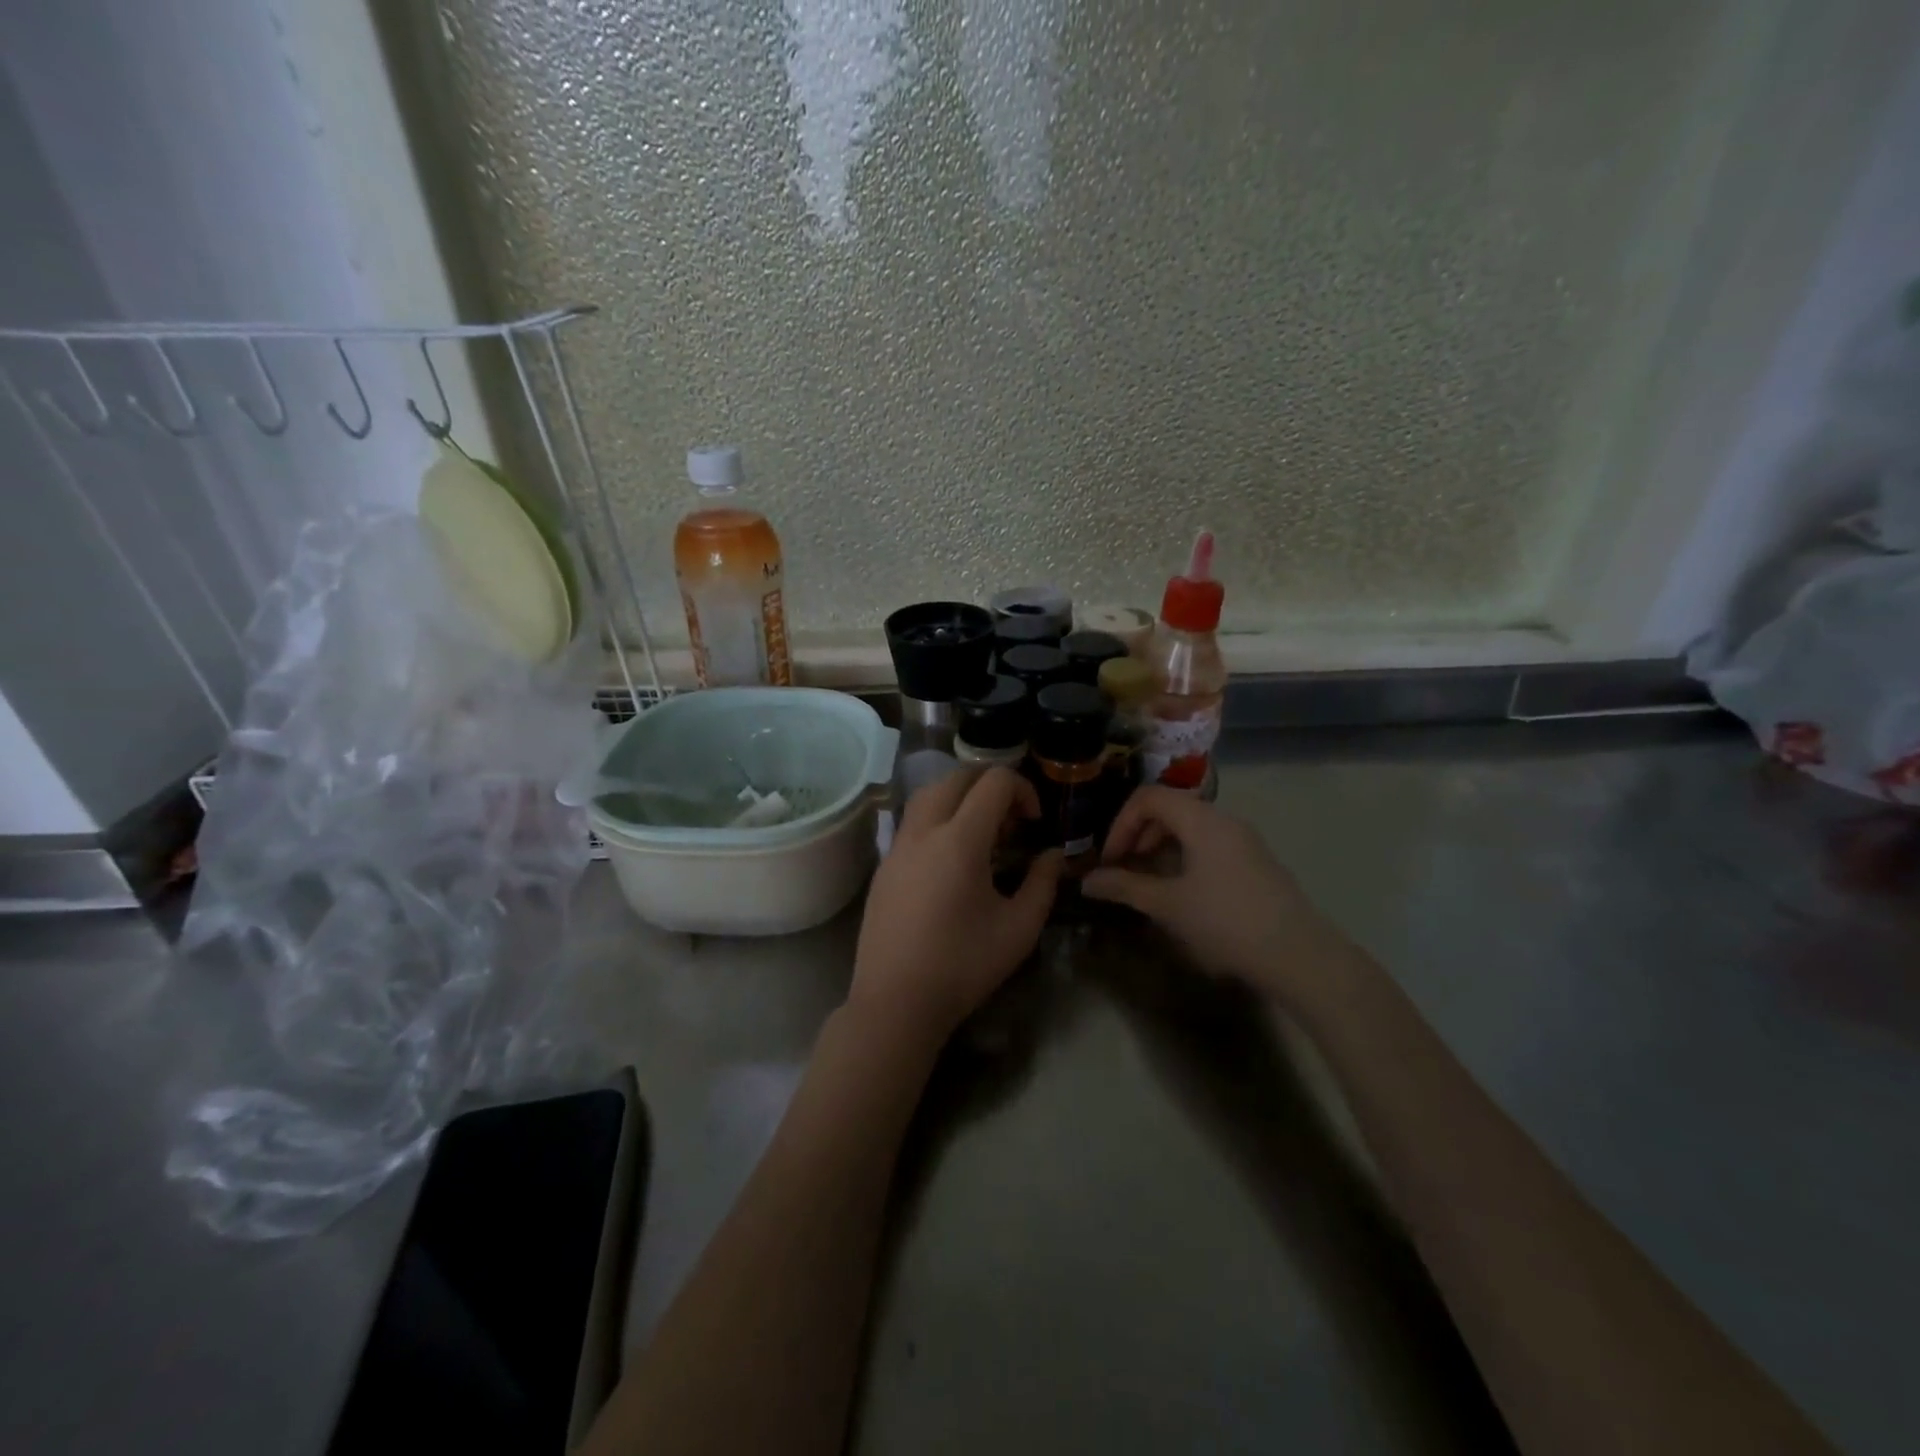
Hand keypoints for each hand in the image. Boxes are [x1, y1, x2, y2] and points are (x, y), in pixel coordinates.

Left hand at [850, 767, 1063, 1043]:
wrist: (895, 1001)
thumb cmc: (963, 965)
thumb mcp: (1019, 928)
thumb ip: (1043, 882)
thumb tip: (1053, 855)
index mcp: (960, 840)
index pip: (994, 782)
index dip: (1022, 790)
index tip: (1034, 822)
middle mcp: (924, 831)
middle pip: (956, 777)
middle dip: (990, 785)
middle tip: (1011, 820)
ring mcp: (897, 846)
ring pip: (928, 794)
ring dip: (959, 797)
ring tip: (981, 833)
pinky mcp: (883, 866)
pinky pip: (913, 822)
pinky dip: (937, 819)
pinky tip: (951, 859)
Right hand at [1082, 786, 1351, 1006]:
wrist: (1300, 956)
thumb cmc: (1227, 923)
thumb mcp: (1168, 905)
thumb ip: (1125, 887)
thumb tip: (1087, 881)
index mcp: (1201, 820)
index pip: (1148, 797)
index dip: (1121, 824)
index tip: (1111, 860)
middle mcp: (1224, 820)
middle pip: (1169, 808)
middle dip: (1138, 834)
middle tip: (1125, 869)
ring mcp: (1244, 840)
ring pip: (1190, 827)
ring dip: (1160, 847)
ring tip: (1148, 883)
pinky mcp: (1255, 861)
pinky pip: (1209, 844)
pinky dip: (1184, 857)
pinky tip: (1181, 892)